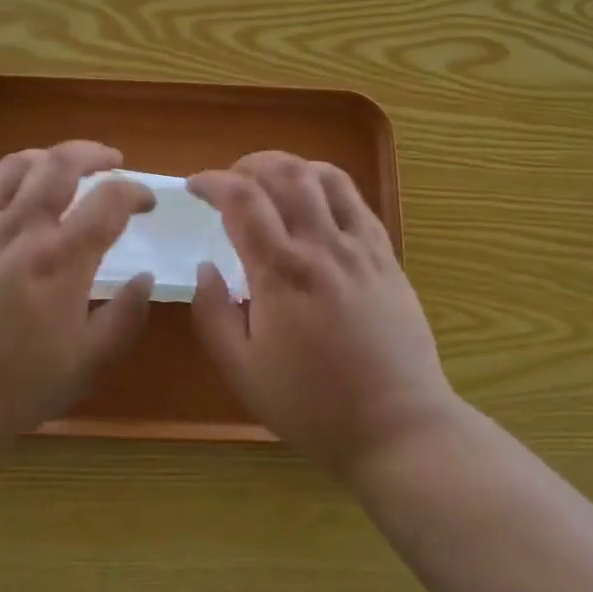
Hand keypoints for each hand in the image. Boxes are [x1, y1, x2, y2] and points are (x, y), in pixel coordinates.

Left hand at [0, 141, 155, 458]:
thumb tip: (145, 277)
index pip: (110, 200)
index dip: (135, 192)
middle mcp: (22, 228)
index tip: (146, 203)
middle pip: (61, 162)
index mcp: (62, 258)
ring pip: (16, 165)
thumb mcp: (87, 364)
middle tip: (111, 162)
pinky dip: (6, 180)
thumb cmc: (15, 387)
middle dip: (93, 153)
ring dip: (48, 157)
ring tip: (62, 167)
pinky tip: (12, 195)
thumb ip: (125, 317)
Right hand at [188, 153, 458, 479]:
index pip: (241, 199)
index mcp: (280, 272)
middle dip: (249, 164)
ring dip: (290, 167)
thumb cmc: (312, 405)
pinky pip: (356, 200)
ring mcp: (359, 247)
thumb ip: (212, 314)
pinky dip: (327, 185)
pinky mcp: (386, 256)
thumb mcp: (242, 372)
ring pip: (325, 176)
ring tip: (271, 184)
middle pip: (285, 172)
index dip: (212, 181)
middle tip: (231, 182)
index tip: (195, 187)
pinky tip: (315, 204)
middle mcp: (321, 246)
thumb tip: (204, 268)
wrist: (397, 427)